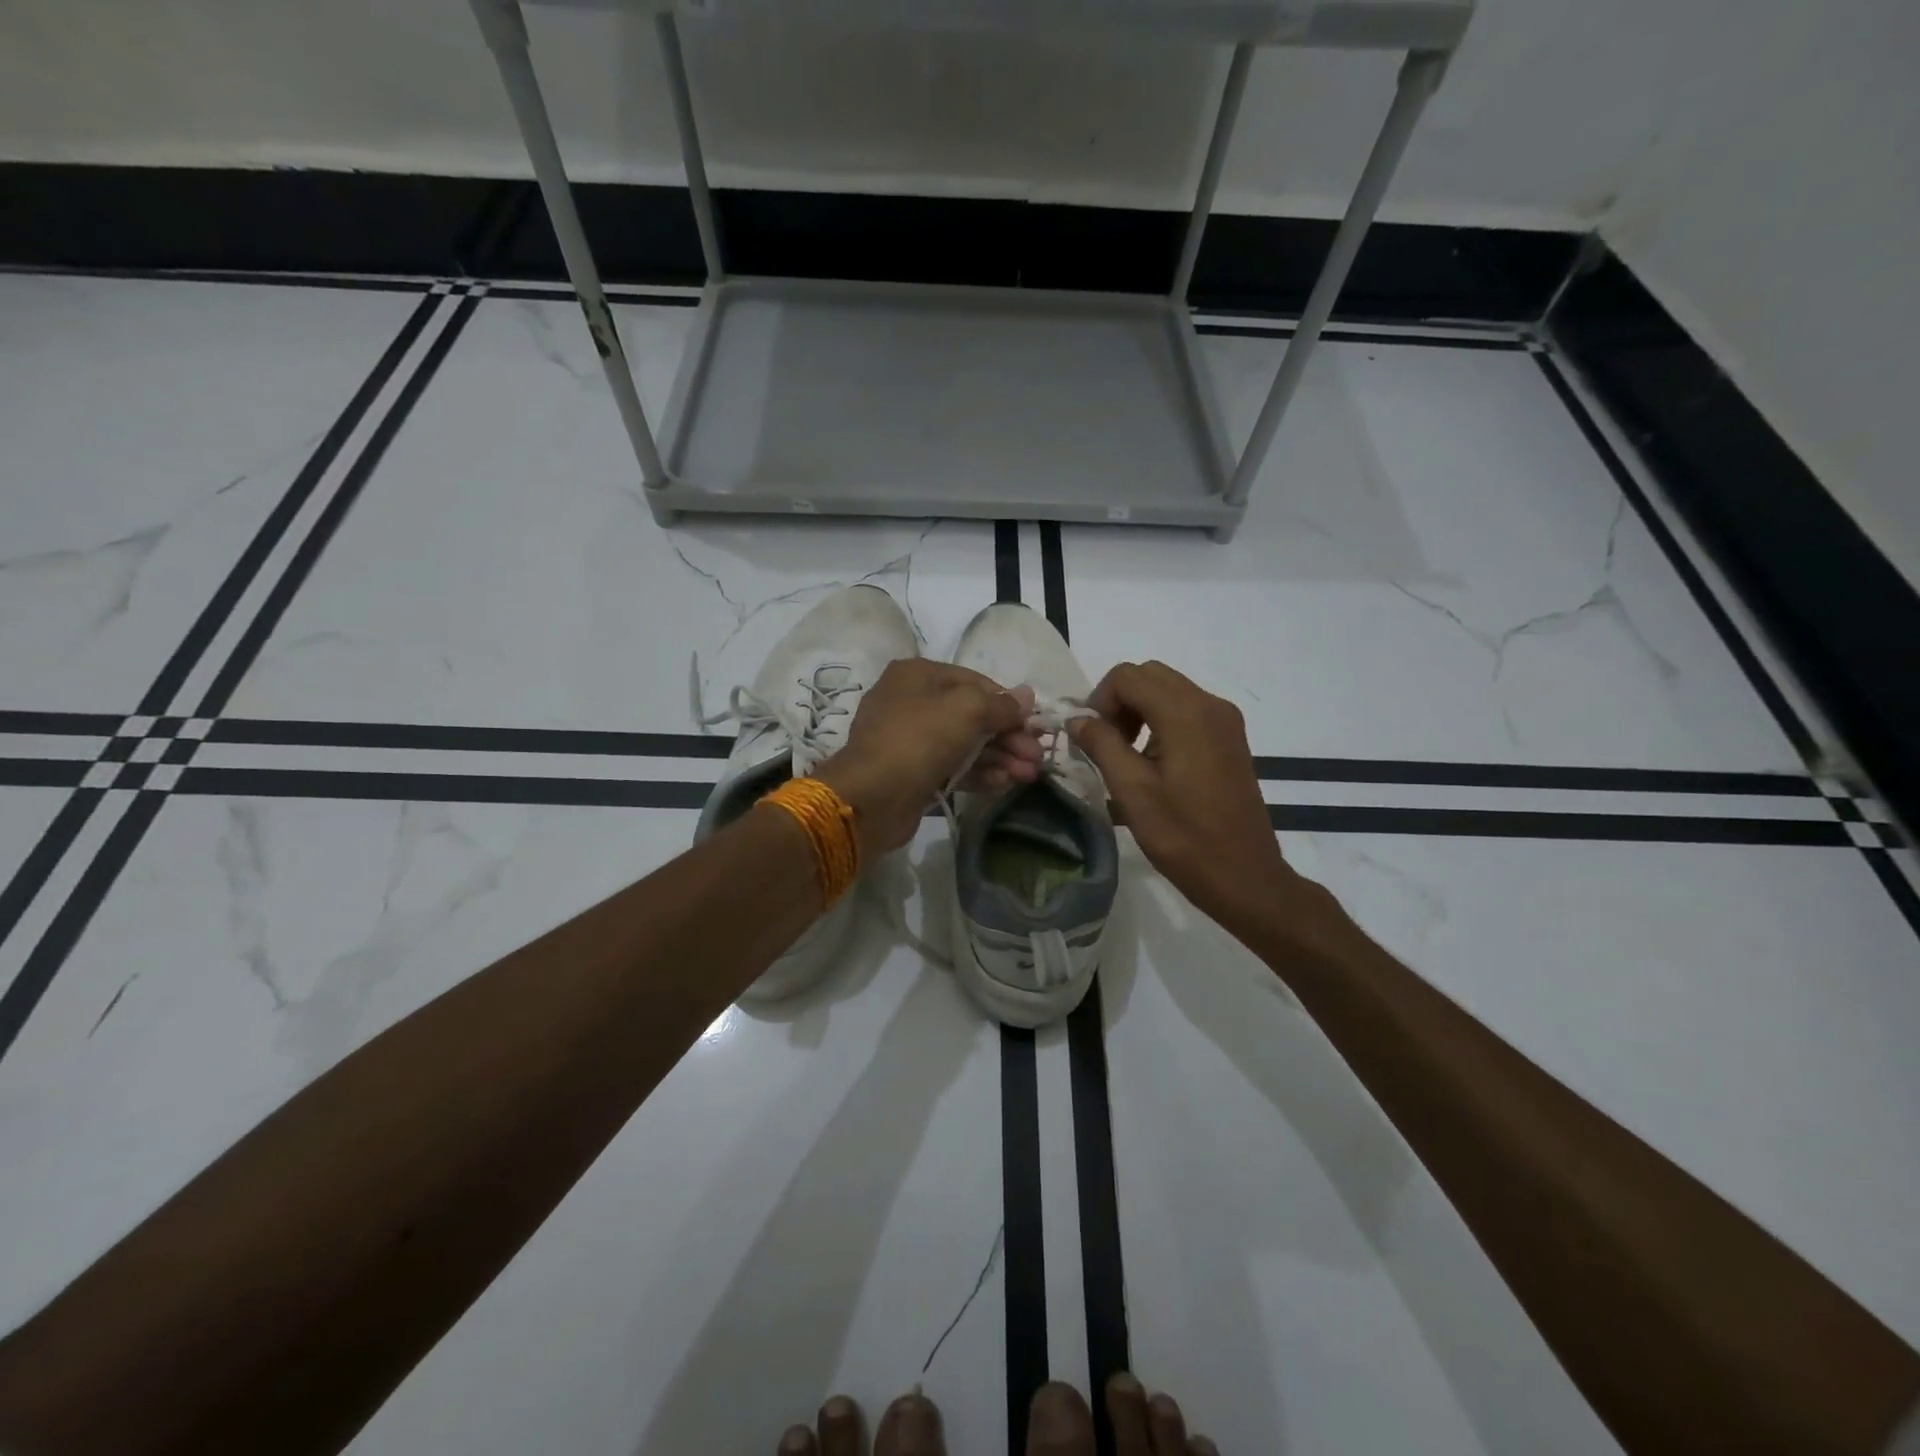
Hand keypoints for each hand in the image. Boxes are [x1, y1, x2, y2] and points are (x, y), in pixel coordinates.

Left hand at [814, 660, 1039, 857]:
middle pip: (972, 715)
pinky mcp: (912, 773)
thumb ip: (1000, 704)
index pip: (975, 681)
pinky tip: (1004, 783)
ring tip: (1029, 775)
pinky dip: (979, 773)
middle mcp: (911, 701)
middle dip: (1008, 736)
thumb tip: (1026, 696)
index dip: (1008, 703)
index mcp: (918, 675)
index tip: (1035, 724)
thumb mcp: (967, 710)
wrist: (873, 796)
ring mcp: (909, 740)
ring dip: (1000, 757)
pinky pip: (952, 767)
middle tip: (1038, 757)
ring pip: (964, 744)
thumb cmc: (920, 739)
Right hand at [1069, 660, 1295, 931]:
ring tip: (1126, 756)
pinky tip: (1154, 764)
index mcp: (1186, 713)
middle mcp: (1210, 705)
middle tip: (1106, 744)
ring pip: (1169, 691)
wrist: (1243, 875)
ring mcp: (1225, 721)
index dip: (1100, 700)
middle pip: (1150, 676)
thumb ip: (1101, 745)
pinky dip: (1161, 722)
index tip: (1091, 738)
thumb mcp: (1132, 790)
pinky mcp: (1231, 739)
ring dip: (1139, 711)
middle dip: (1119, 702)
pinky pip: (1188, 711)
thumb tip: (1078, 719)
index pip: (1128, 676)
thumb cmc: (1183, 836)